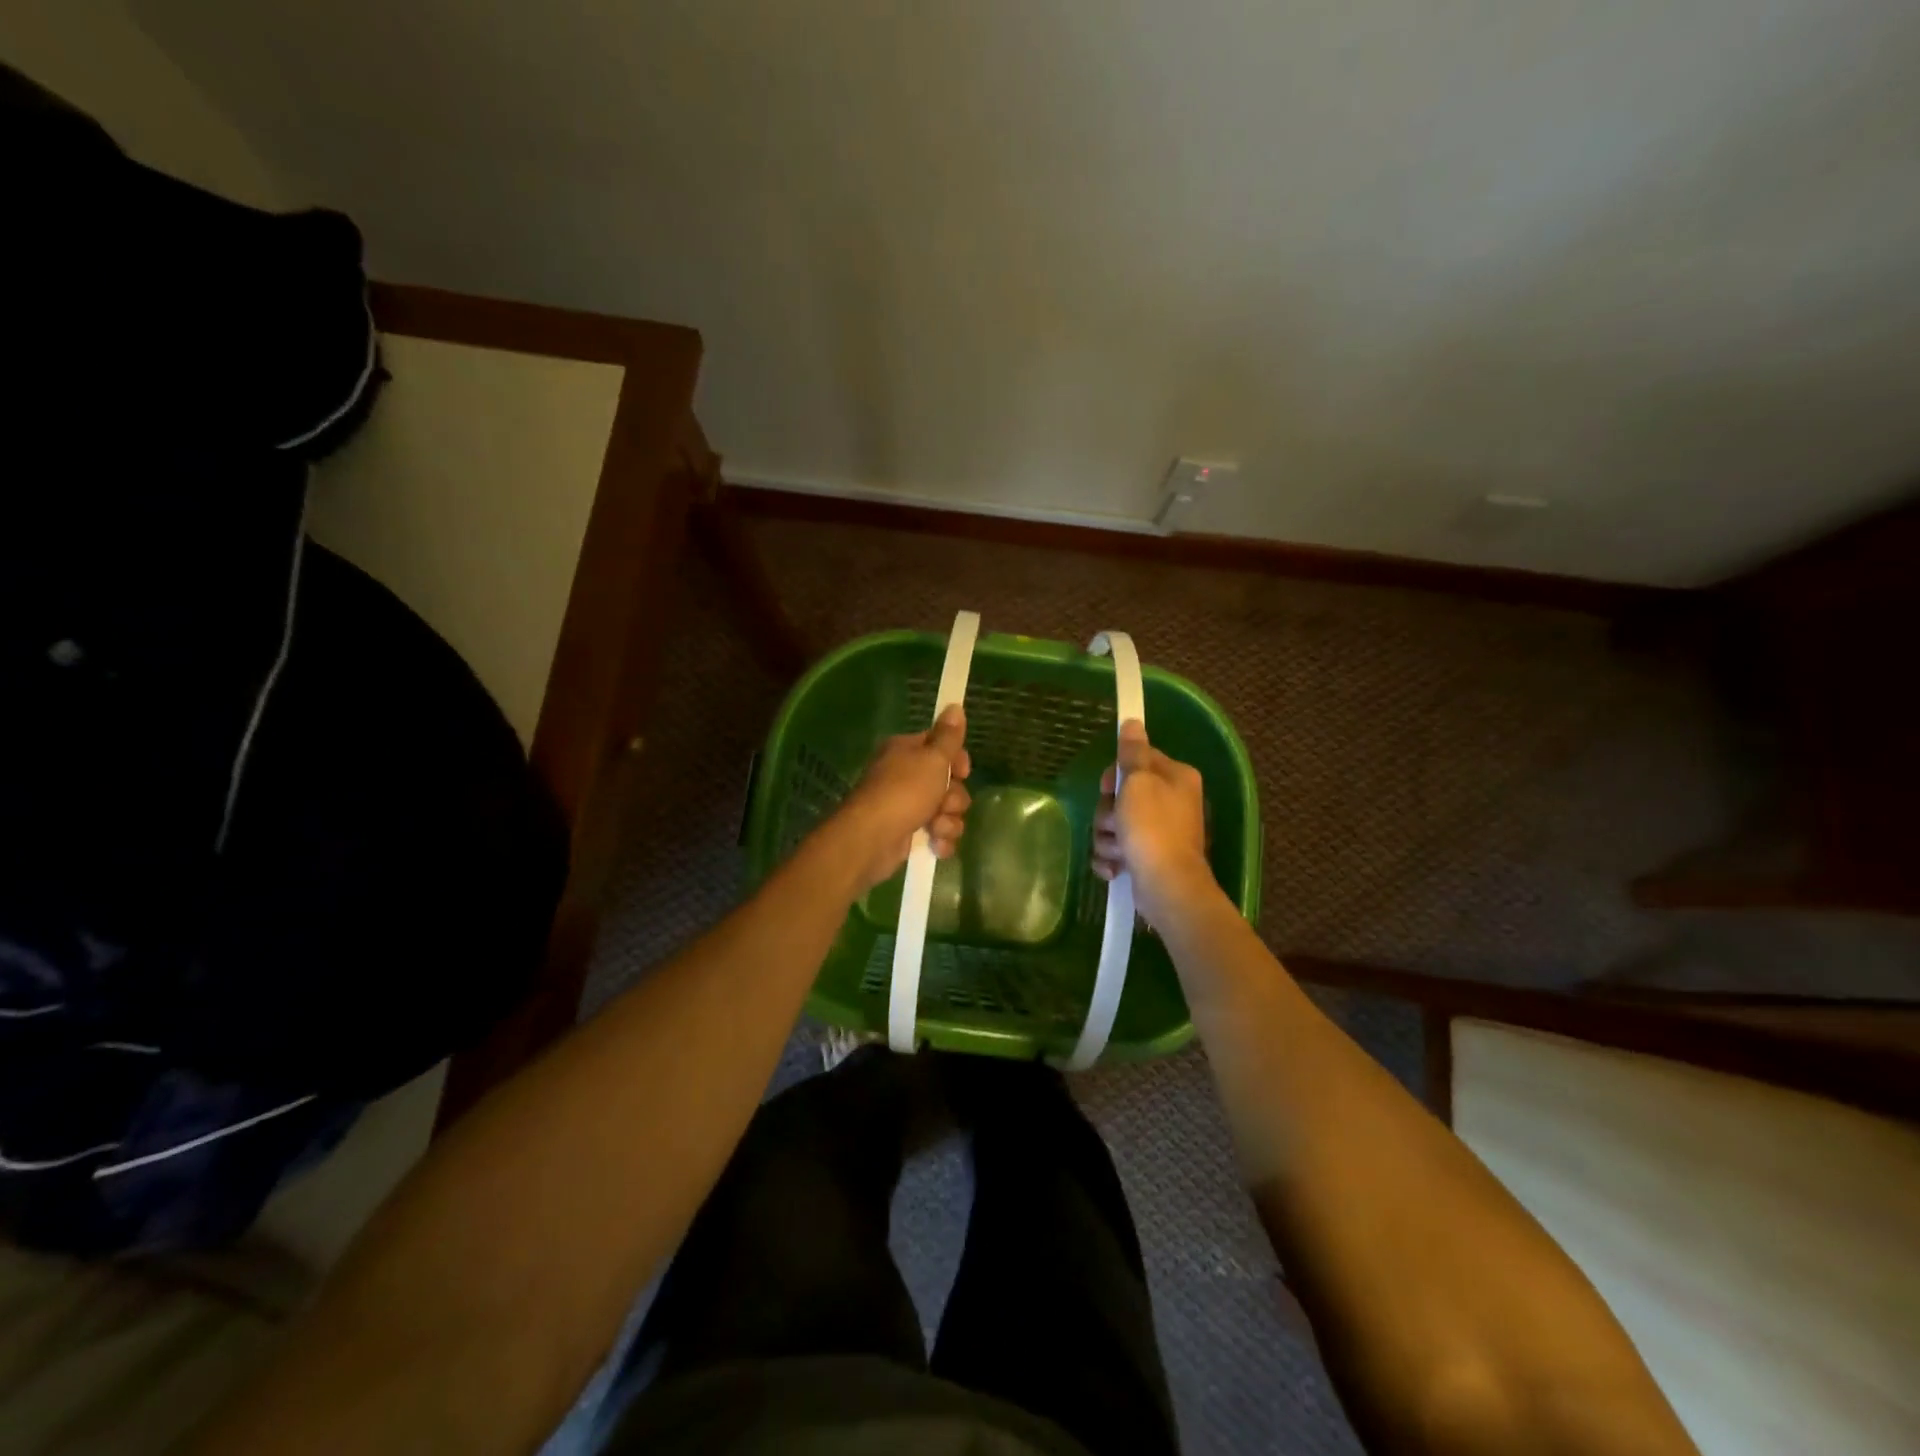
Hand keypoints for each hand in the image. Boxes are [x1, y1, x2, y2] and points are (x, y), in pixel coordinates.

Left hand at [832, 706, 971, 892]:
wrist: (872, 838)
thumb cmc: (904, 791)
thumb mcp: (932, 758)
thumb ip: (948, 736)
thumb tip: (955, 706)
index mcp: (907, 751)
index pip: (942, 747)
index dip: (958, 761)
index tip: (963, 772)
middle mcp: (906, 776)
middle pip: (949, 783)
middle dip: (954, 799)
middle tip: (943, 804)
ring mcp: (907, 806)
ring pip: (947, 811)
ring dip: (948, 822)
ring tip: (935, 828)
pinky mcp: (909, 833)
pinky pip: (938, 834)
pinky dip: (940, 841)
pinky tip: (935, 845)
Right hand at [1092, 720, 1216, 926]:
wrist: (1166, 885)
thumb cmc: (1152, 828)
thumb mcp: (1139, 782)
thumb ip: (1133, 752)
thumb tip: (1133, 721)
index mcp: (1175, 777)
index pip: (1136, 760)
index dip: (1116, 775)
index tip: (1110, 787)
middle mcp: (1171, 801)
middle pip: (1121, 795)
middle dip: (1108, 813)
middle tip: (1114, 823)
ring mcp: (1159, 832)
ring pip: (1115, 824)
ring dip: (1107, 839)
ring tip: (1118, 851)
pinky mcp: (1147, 857)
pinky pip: (1117, 850)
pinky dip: (1112, 859)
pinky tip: (1116, 868)